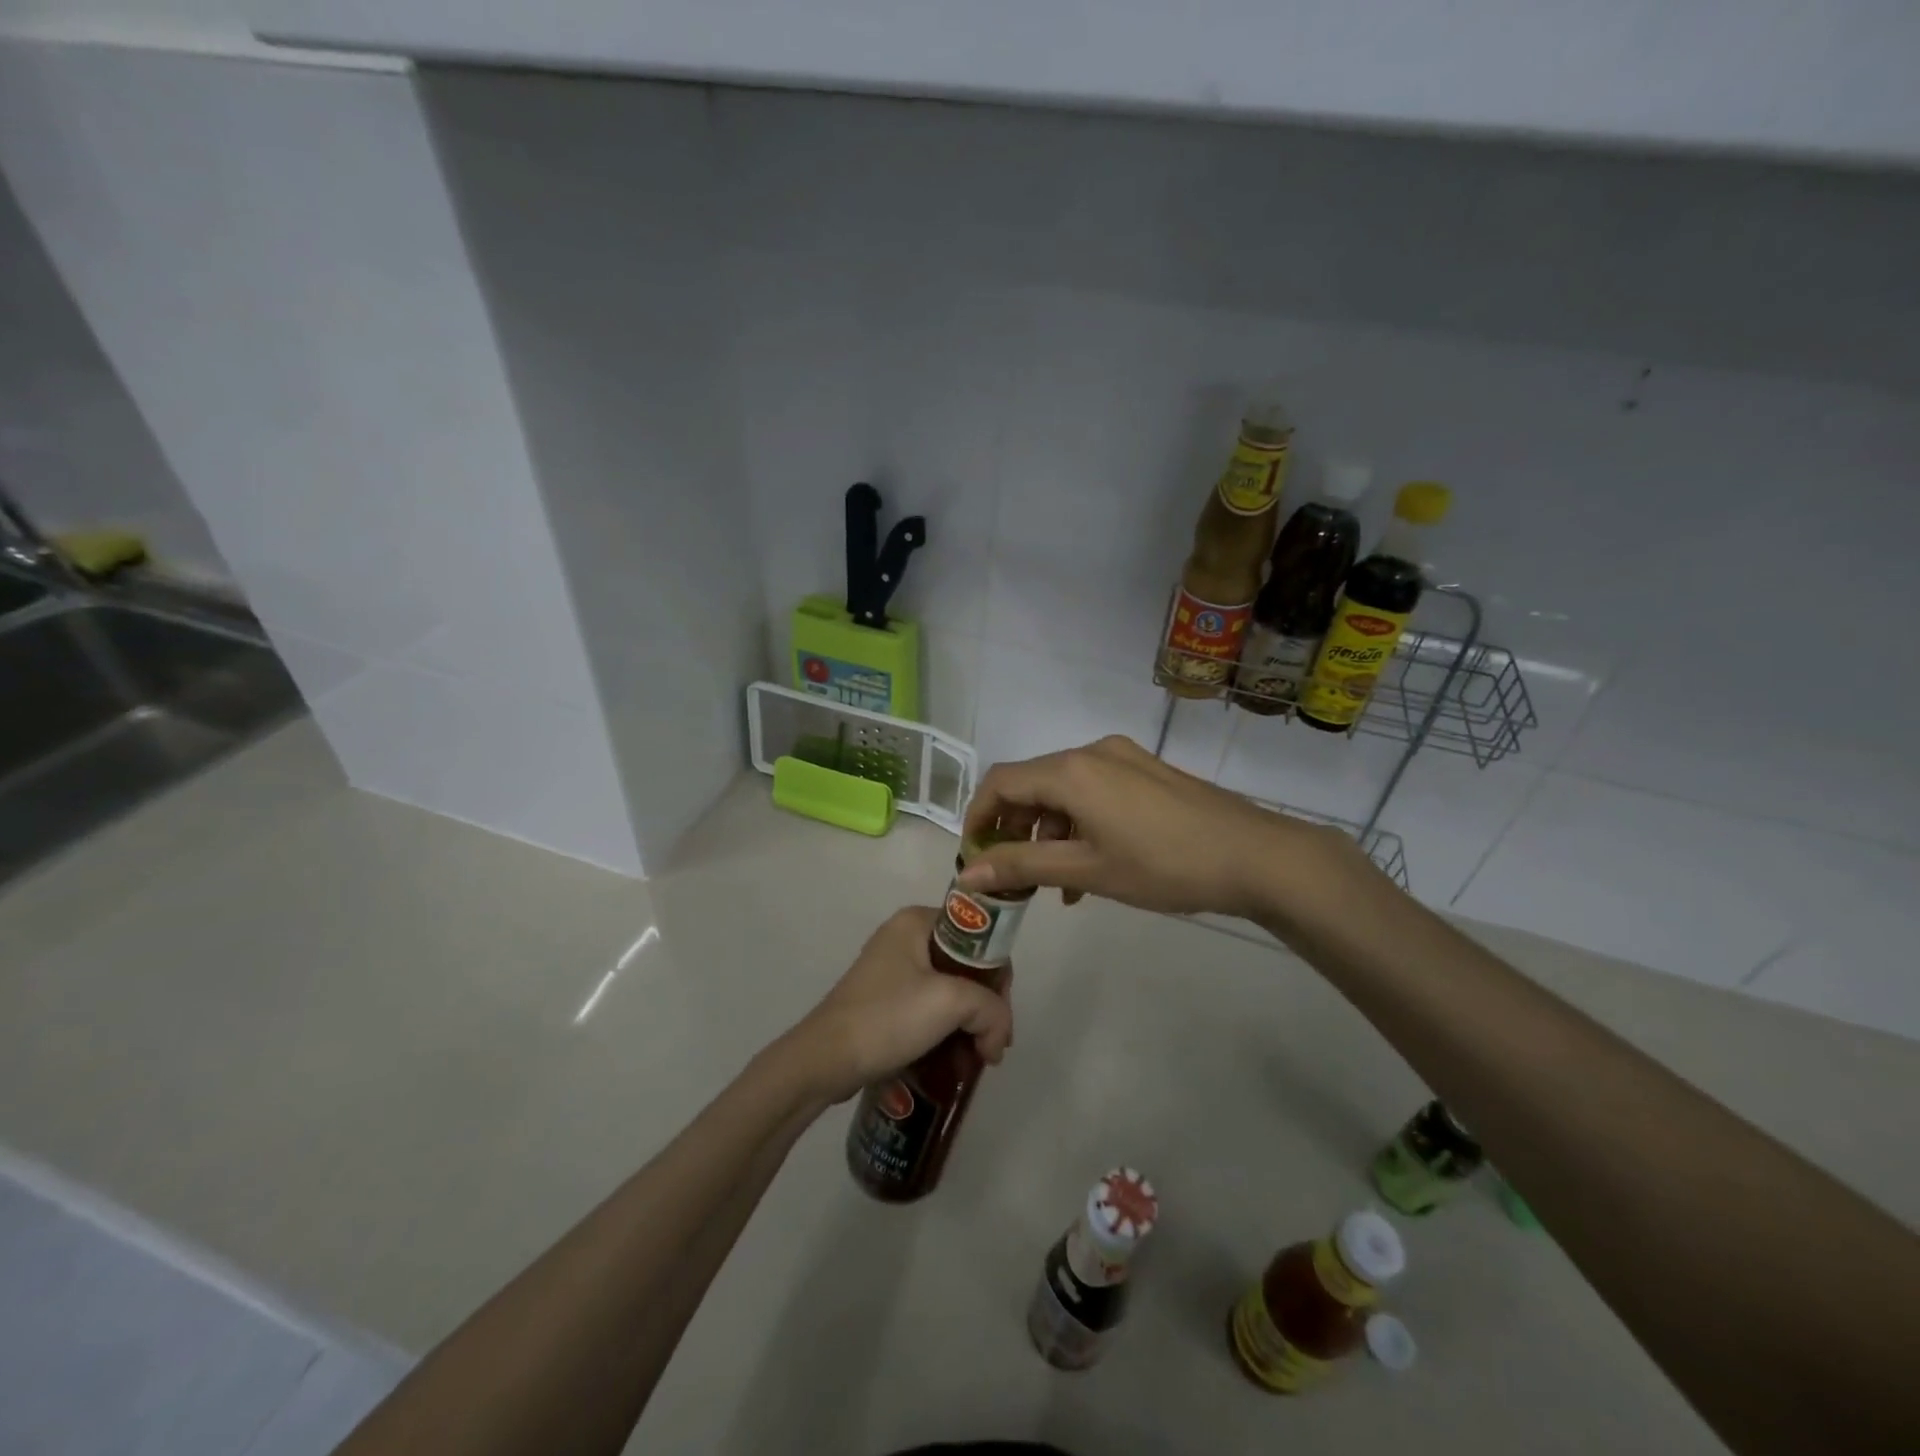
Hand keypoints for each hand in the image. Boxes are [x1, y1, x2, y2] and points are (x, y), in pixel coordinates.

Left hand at [789, 907, 1014, 1103]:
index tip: (1002, 1014)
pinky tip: (957, 1058)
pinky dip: (948, 1030)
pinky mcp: (886, 1000)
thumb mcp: (950, 1003)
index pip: (979, 936)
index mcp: (917, 921)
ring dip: (970, 1023)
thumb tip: (997, 1039)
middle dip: (986, 1006)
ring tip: (979, 1058)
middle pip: (967, 966)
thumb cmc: (887, 1017)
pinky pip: (930, 1008)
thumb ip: (990, 1009)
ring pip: (950, 990)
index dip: (998, 974)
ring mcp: (893, 970)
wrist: (825, 1060)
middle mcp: (905, 937)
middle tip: (993, 1045)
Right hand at [957, 735, 1360, 919]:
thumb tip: (965, 875)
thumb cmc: (1164, 865)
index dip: (978, 817)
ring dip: (1049, 832)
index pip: (1001, 783)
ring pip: (1064, 791)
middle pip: (1032, 785)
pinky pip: (1094, 792)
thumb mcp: (1087, 870)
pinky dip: (1079, 824)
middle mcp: (1092, 752)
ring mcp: (1123, 758)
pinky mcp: (1146, 771)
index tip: (973, 857)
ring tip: (1055, 884)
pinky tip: (1090, 866)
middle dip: (1014, 829)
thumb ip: (1022, 867)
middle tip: (1013, 875)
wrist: (1256, 856)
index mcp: (1071, 771)